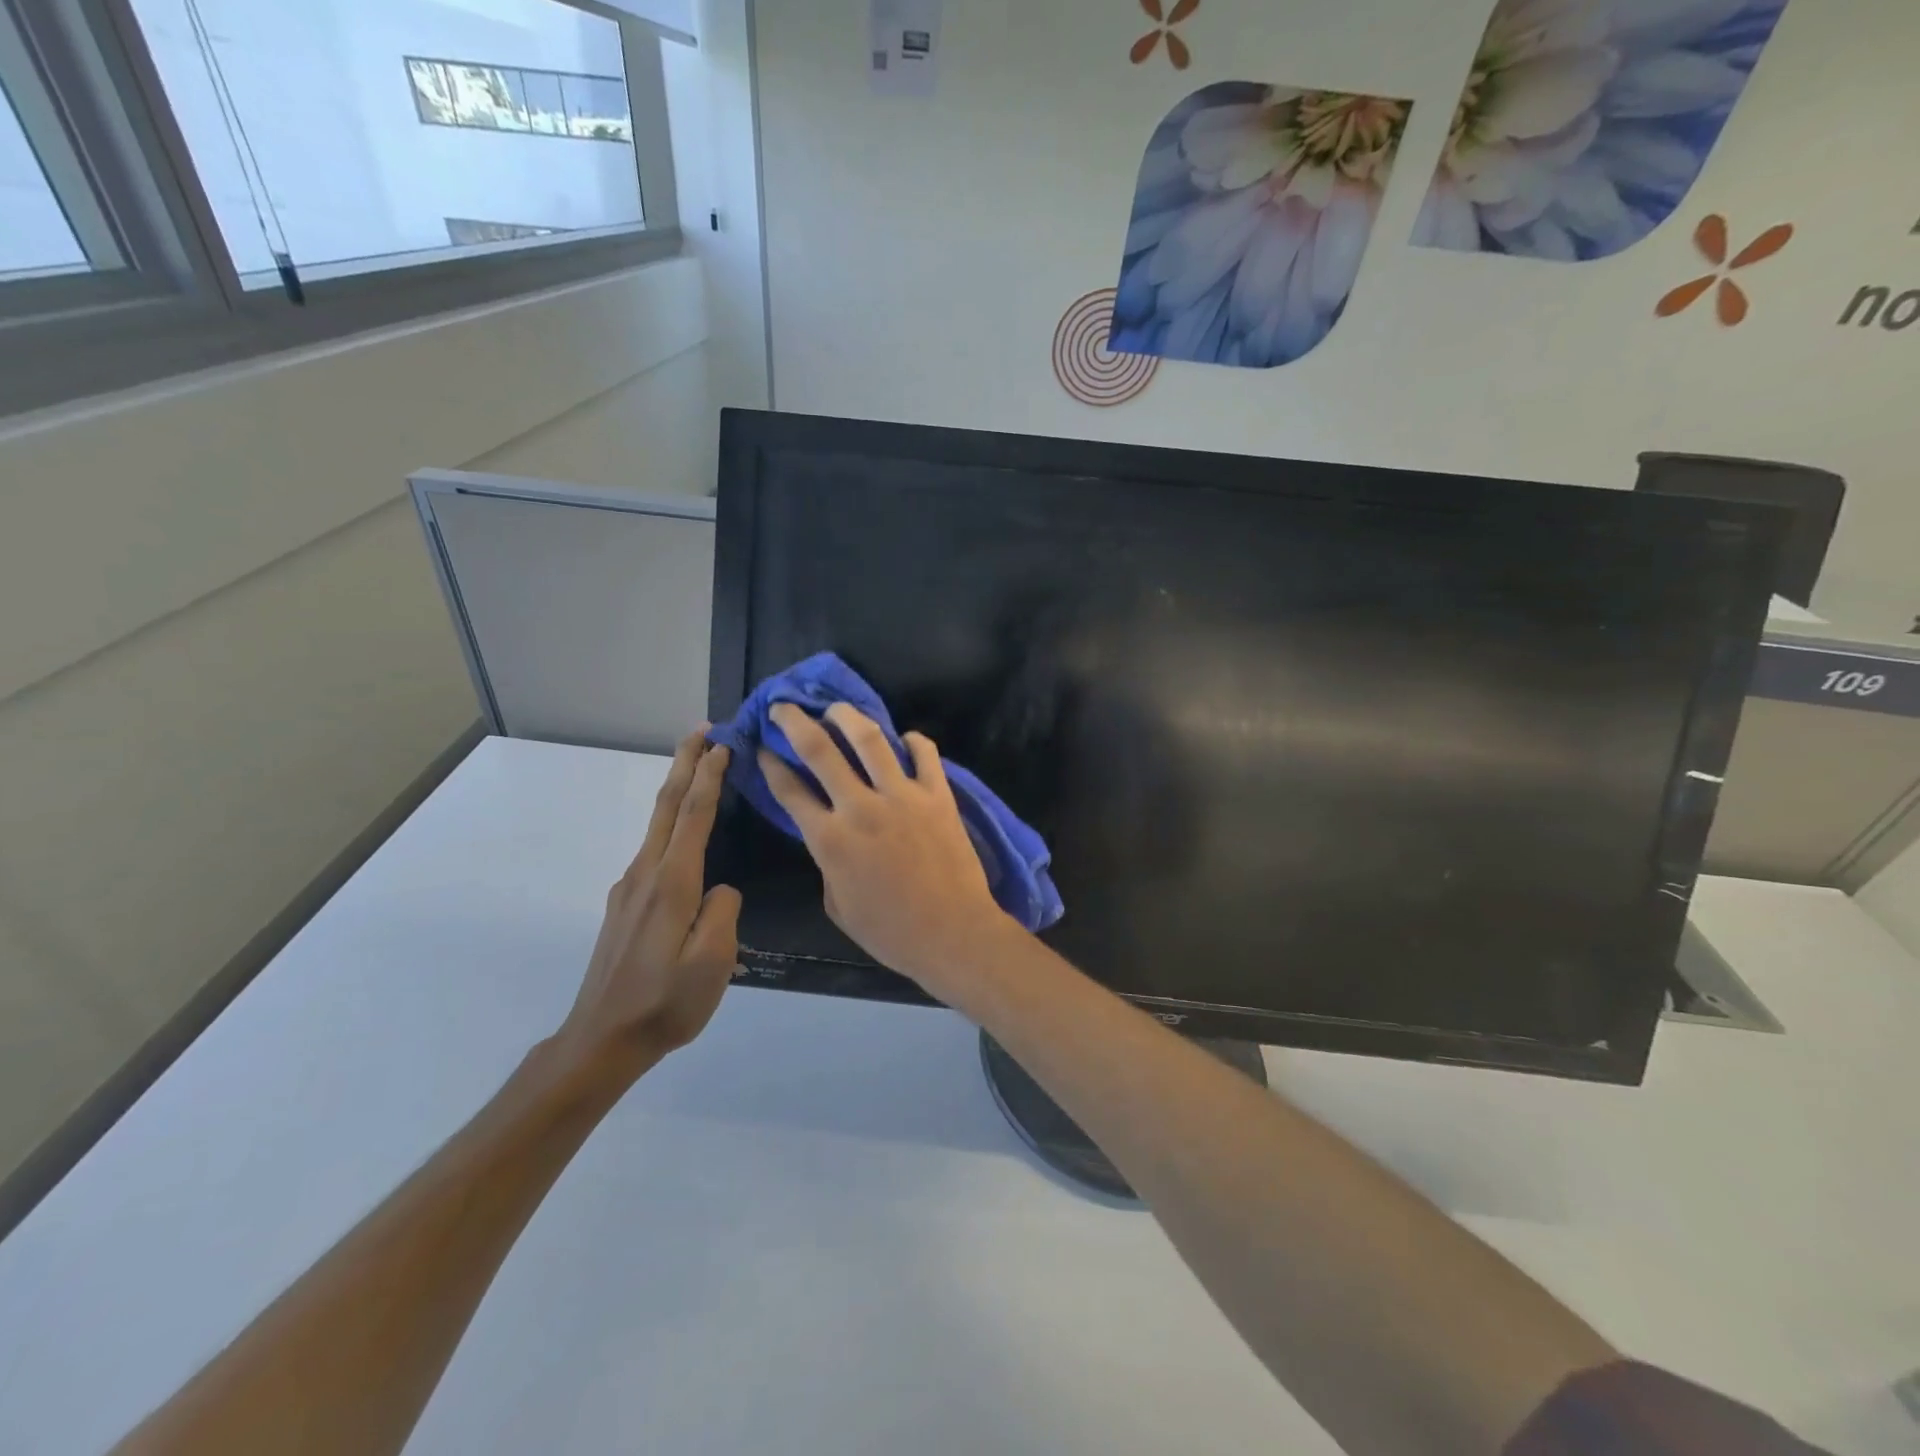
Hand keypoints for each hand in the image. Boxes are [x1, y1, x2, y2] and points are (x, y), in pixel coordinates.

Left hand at [553, 730, 741, 1080]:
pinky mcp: (625, 905)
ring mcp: (630, 889)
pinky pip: (653, 848)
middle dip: (685, 764)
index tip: (722, 742)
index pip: (693, 816)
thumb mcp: (712, 962)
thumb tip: (721, 888)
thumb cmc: (664, 1003)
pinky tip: (683, 832)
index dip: (709, 776)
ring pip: (657, 825)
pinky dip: (671, 821)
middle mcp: (645, 875)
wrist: (600, 1040)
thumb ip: (723, 912)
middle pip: (667, 807)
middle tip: (702, 731)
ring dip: (678, 789)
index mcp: (671, 884)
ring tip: (699, 768)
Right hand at [761, 702, 1020, 990]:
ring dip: (848, 716)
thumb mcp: (838, 906)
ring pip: (870, 739)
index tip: (763, 748)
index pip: (790, 790)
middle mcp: (861, 807)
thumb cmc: (891, 932)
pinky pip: (925, 753)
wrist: (951, 933)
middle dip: (795, 722)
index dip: (771, 764)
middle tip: (784, 706)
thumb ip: (827, 864)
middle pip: (820, 750)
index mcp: (830, 839)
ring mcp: (902, 796)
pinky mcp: (938, 795)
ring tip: (836, 708)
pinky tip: (903, 738)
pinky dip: (912, 740)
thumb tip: (830, 837)